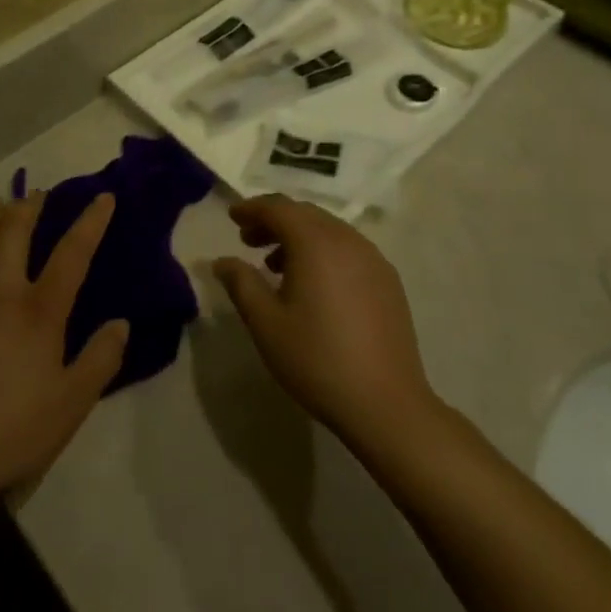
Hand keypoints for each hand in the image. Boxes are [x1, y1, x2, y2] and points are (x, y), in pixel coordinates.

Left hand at [0, 194, 127, 505]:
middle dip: (29, 208)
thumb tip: (121, 323)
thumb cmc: (9, 432)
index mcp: (38, 311)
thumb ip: (100, 360)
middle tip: (38, 194)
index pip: (72, 254)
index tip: (102, 197)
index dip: (90, 222)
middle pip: (14, 235)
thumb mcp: (70, 405)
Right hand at [212, 195, 435, 450]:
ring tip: (276, 265)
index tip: (232, 218)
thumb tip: (222, 261)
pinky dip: (323, 252)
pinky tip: (314, 284)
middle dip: (274, 220)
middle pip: (304, 213)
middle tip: (248, 240)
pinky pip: (348, 249)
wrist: (386, 404)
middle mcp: (347, 239)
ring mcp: (373, 258)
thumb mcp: (266, 323)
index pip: (278, 207)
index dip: (252, 208)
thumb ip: (241, 283)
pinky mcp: (388, 280)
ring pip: (328, 230)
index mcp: (315, 242)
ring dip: (299, 236)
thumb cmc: (317, 359)